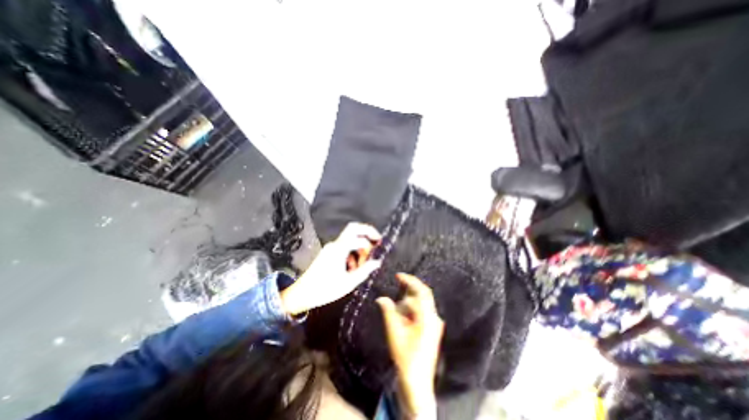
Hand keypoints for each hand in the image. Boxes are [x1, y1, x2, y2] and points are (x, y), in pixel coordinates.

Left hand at [283, 223, 381, 314]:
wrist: (302, 293)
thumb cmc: (326, 289)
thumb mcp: (348, 282)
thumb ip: (364, 270)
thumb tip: (377, 262)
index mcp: (339, 250)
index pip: (359, 239)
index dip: (370, 246)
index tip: (377, 254)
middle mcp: (335, 244)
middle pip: (353, 228)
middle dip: (367, 231)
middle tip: (377, 240)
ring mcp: (331, 247)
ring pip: (350, 238)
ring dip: (359, 246)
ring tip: (361, 265)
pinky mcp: (329, 251)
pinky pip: (344, 246)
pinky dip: (352, 252)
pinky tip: (352, 267)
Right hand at [374, 272, 442, 415]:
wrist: (418, 381)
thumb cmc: (405, 357)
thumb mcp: (394, 333)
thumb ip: (388, 312)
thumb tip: (381, 298)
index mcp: (427, 317)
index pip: (421, 292)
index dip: (410, 281)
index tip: (398, 275)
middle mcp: (434, 318)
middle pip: (424, 294)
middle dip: (410, 286)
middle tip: (398, 281)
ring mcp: (435, 323)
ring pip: (423, 302)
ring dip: (410, 298)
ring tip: (397, 304)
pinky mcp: (432, 328)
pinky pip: (423, 310)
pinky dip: (412, 306)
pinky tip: (403, 311)